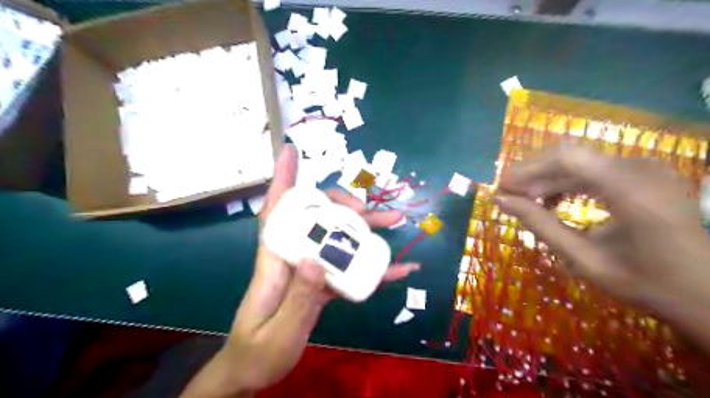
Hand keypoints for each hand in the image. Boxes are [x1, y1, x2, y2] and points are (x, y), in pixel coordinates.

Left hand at [181, 145, 416, 397]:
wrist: (253, 371)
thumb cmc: (257, 351)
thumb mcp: (278, 331)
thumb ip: (297, 297)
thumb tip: (316, 258)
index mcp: (274, 262)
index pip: (277, 214)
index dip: (283, 181)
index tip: (291, 152)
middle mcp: (294, 257)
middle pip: (319, 221)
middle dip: (345, 207)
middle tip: (371, 210)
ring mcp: (310, 269)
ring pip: (338, 240)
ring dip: (366, 231)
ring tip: (395, 223)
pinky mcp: (321, 284)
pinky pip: (348, 269)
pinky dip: (372, 268)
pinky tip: (398, 269)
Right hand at [495, 147, 709, 306]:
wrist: (706, 291)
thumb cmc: (646, 282)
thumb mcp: (585, 260)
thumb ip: (541, 226)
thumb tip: (501, 201)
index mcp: (631, 191)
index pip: (566, 158)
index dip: (527, 169)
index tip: (502, 188)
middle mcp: (639, 168)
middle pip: (570, 155)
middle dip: (532, 173)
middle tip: (508, 195)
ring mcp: (644, 167)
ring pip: (578, 160)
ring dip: (546, 178)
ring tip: (527, 201)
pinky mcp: (643, 172)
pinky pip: (593, 168)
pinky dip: (566, 181)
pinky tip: (553, 200)